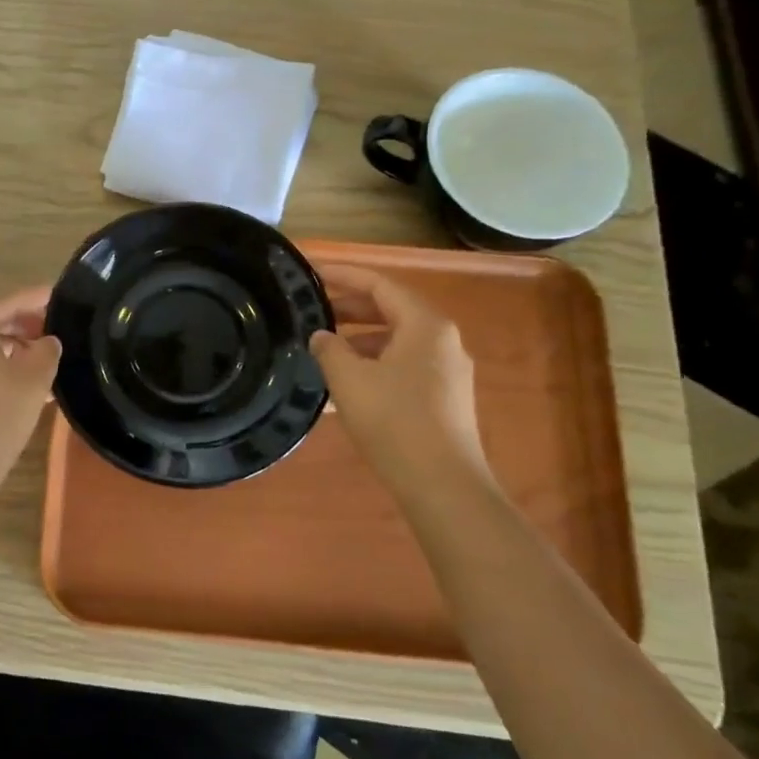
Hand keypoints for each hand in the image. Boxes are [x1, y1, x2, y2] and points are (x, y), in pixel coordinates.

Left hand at [0, 285, 62, 493]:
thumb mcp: (34, 380)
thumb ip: (47, 350)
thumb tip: (46, 341)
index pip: (11, 301)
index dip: (39, 299)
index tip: (61, 295)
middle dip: (24, 326)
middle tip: (56, 334)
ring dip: (10, 349)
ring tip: (42, 363)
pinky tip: (18, 383)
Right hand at [309, 264, 494, 498]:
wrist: (442, 485)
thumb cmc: (394, 421)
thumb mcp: (349, 379)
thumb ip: (329, 349)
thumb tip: (321, 336)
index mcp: (425, 325)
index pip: (380, 285)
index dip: (343, 275)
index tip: (311, 273)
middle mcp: (442, 341)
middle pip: (391, 310)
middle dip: (350, 308)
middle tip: (312, 310)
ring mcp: (447, 372)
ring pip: (396, 341)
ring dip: (359, 340)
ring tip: (322, 349)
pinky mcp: (443, 399)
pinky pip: (403, 367)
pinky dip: (373, 365)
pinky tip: (345, 385)